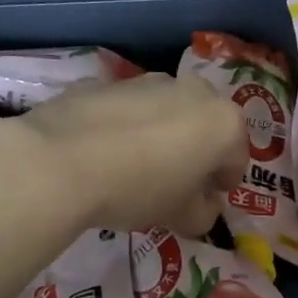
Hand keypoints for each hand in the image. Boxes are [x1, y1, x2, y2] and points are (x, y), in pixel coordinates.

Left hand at [21, 72, 247, 235]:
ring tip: (134, 165)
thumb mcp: (181, 217)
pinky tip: (102, 151)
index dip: (223, 184)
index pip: (237, 159)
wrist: (60, 160)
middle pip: (205, 126)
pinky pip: (127, 108)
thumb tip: (203, 206)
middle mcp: (194, 91)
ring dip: (161, 133)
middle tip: (174, 182)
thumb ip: (204, 214)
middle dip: (196, 151)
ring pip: (166, 111)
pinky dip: (124, 125)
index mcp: (223, 123)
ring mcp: (148, 80)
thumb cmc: (138, 190)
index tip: (205, 202)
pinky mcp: (106, 81)